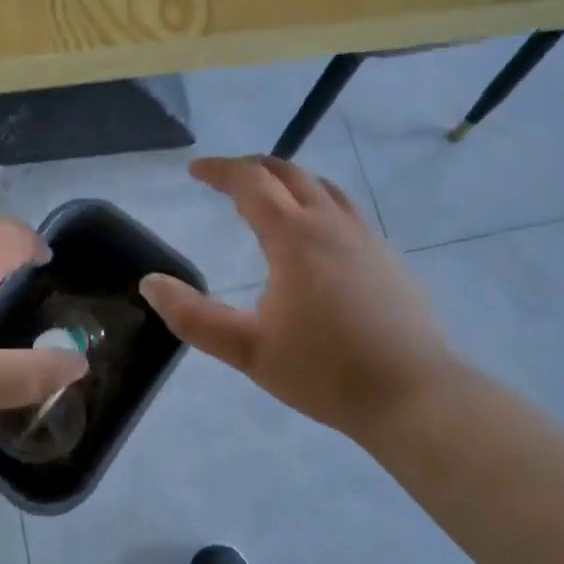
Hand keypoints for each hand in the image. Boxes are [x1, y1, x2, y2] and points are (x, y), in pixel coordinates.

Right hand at [139, 157, 454, 440]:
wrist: (413, 395)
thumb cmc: (324, 372)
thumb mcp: (247, 350)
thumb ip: (193, 317)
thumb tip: (150, 283)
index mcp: (295, 237)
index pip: (251, 182)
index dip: (219, 170)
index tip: (195, 170)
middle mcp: (332, 224)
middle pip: (290, 173)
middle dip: (253, 168)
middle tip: (226, 179)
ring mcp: (366, 238)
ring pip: (324, 188)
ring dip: (289, 181)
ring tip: (269, 197)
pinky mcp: (388, 257)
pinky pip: (346, 211)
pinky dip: (318, 203)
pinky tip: (316, 237)